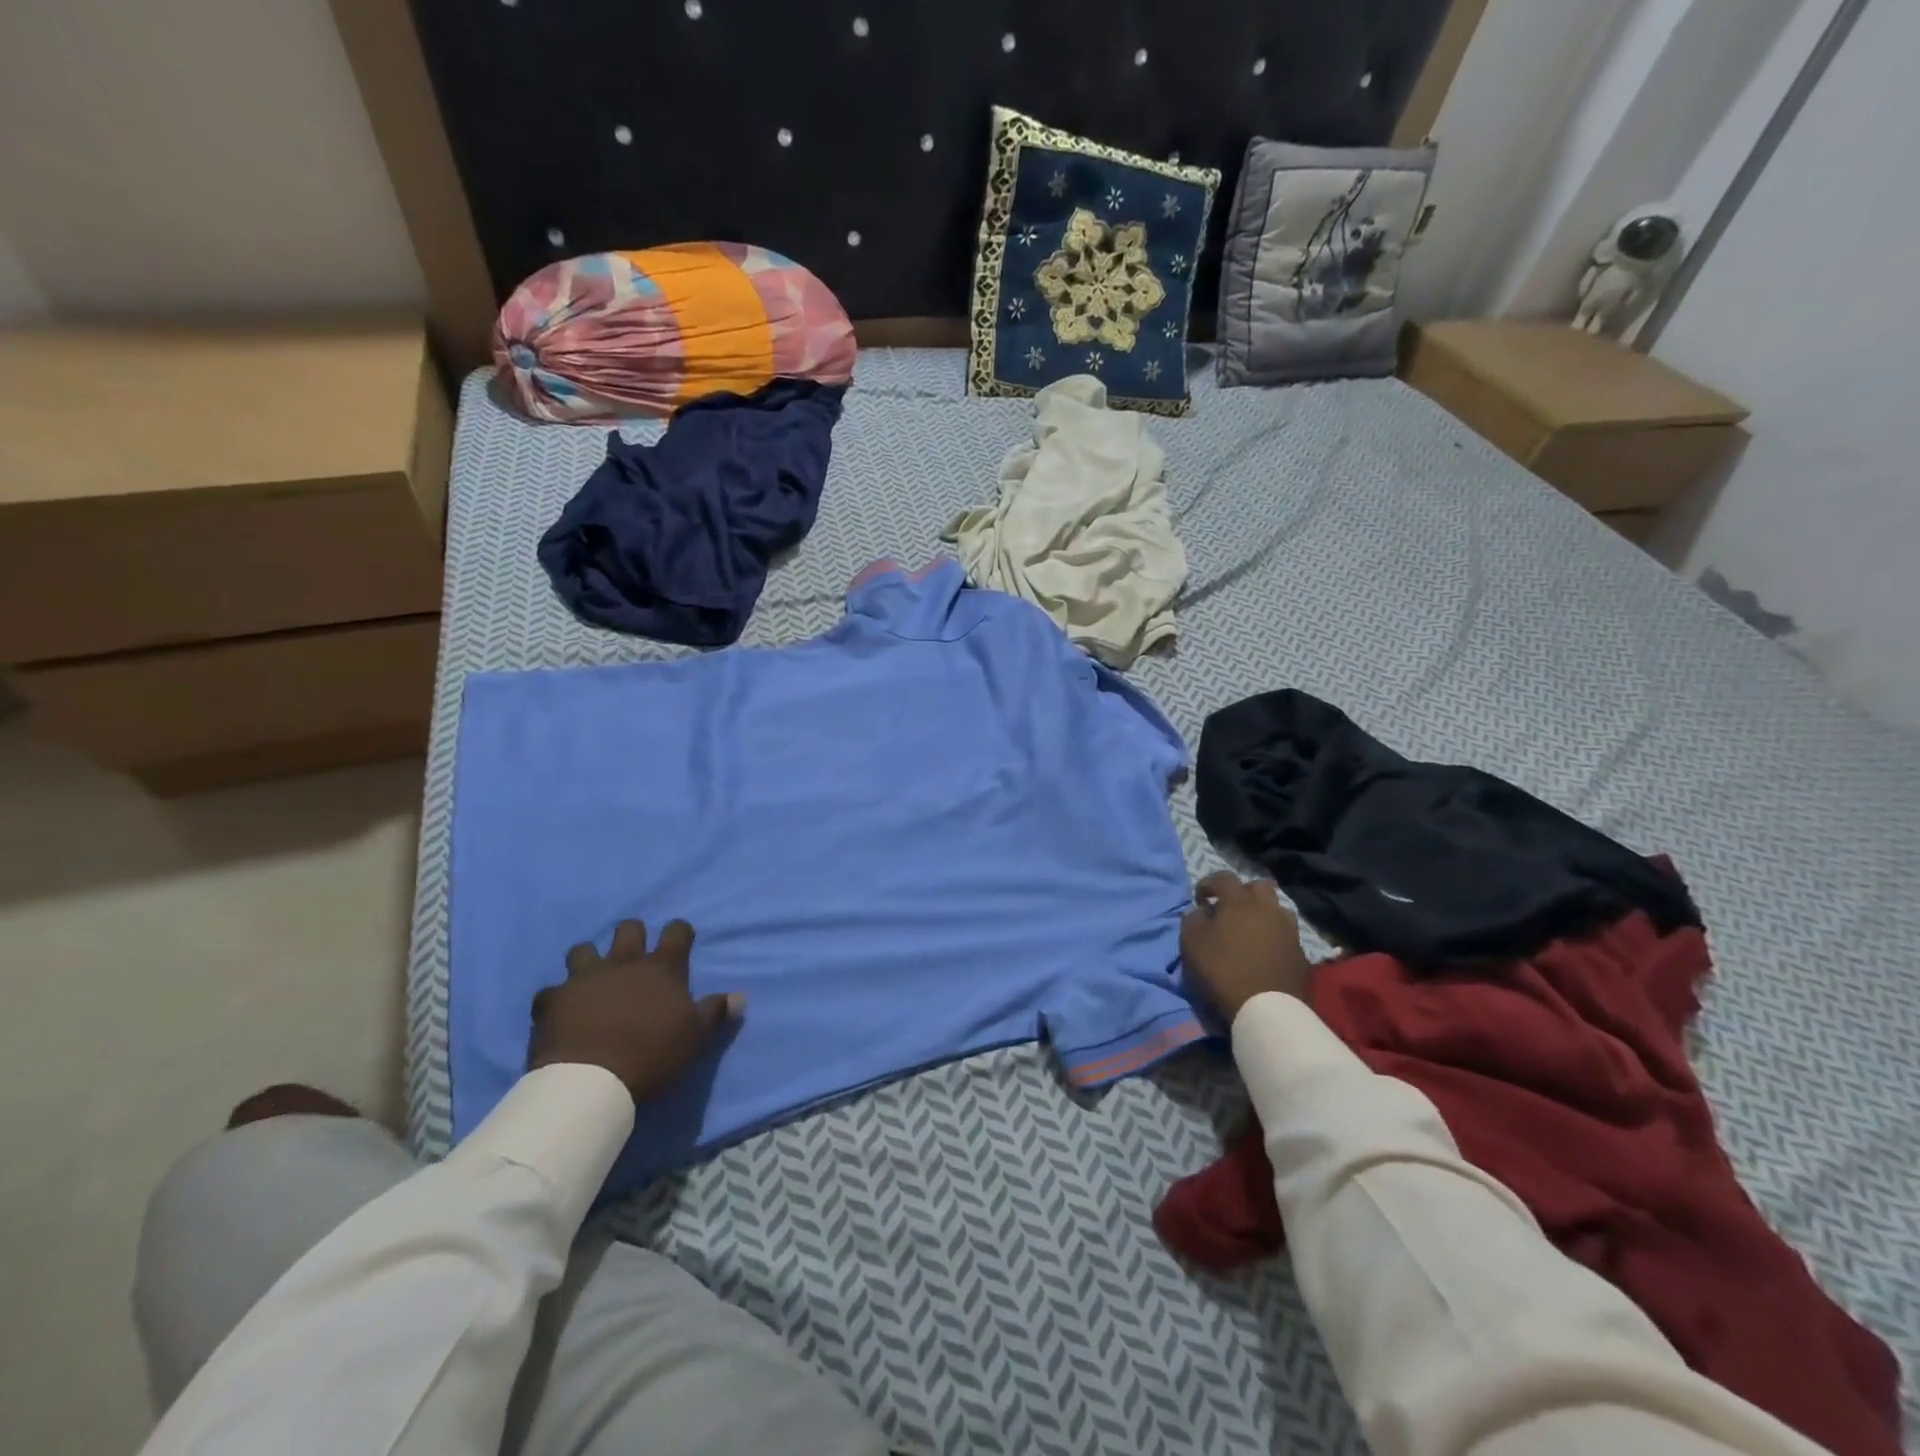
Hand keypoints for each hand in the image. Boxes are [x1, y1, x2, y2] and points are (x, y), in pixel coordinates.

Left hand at [529, 919, 742, 1102]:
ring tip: (592, 978)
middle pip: (628, 929)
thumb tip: (739, 997)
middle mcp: (623, 963)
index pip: (677, 932)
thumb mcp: (695, 1037)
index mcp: (661, 968)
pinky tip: (559, 1010)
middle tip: (634, 956)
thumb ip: (716, 1012)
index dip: (679, 932)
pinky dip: (556, 998)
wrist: (591, 1082)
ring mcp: (584, 978)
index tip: (680, 942)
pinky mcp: (552, 1000)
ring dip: (589, 959)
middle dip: (632, 935)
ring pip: (583, 950)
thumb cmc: (652, 1054)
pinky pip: (550, 991)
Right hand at [1180, 873, 1313, 1023]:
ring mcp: (1289, 930)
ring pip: (1277, 909)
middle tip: (1230, 910)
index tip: (1200, 899)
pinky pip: (1286, 935)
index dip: (1209, 884)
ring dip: (1263, 913)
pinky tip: (1265, 952)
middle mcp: (1268, 908)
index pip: (1223, 877)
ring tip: (1251, 930)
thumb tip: (1202, 912)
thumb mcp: (1191, 942)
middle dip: (1243, 893)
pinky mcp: (1301, 953)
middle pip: (1259, 887)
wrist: (1266, 1008)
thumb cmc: (1222, 969)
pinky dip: (1274, 937)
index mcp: (1239, 901)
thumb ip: (1193, 919)